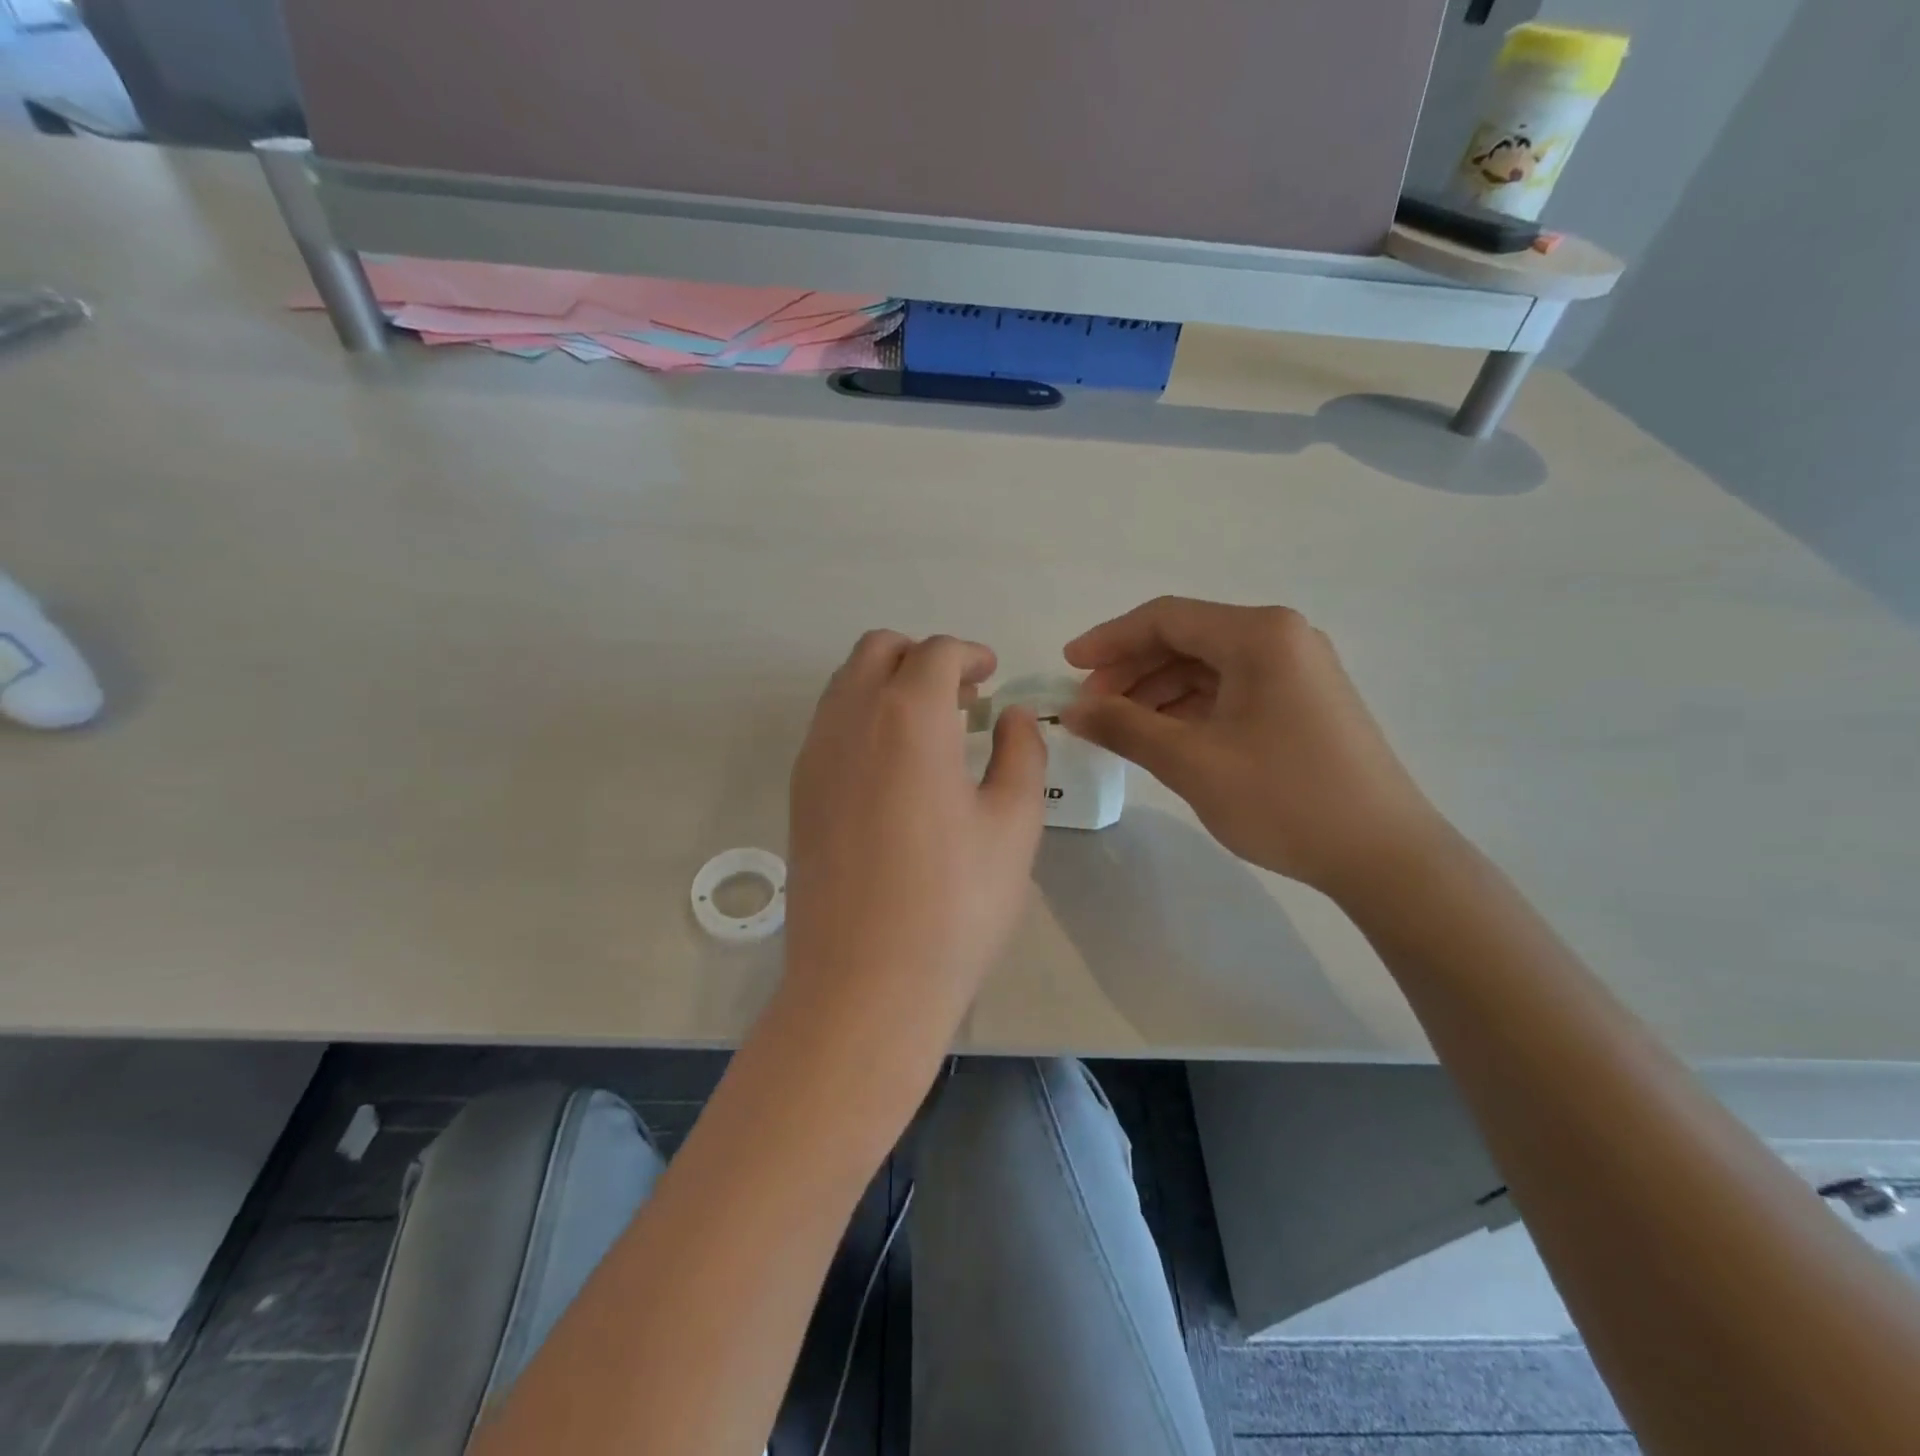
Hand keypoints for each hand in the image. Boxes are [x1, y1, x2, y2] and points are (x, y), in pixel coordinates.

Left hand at [785, 632, 1046, 1042]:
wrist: (864, 983)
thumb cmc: (955, 903)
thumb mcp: (1014, 824)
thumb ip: (1020, 753)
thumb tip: (1011, 716)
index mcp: (908, 718)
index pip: (935, 653)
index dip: (970, 655)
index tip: (992, 676)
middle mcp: (850, 720)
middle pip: (878, 650)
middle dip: (923, 658)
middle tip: (961, 699)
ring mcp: (814, 756)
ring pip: (845, 683)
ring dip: (888, 683)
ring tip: (929, 730)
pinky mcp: (798, 792)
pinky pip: (828, 724)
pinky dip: (862, 717)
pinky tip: (892, 767)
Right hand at [1061, 598, 1444, 895]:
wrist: (1384, 856)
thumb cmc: (1285, 799)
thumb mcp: (1192, 761)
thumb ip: (1125, 727)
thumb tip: (1071, 710)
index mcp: (1259, 635)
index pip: (1166, 618)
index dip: (1109, 640)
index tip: (1067, 666)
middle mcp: (1281, 638)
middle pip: (1186, 639)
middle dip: (1131, 670)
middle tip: (1090, 708)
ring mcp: (1296, 671)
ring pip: (1207, 667)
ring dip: (1157, 692)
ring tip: (1119, 728)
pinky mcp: (1301, 702)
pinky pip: (1230, 690)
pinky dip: (1189, 708)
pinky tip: (1162, 736)